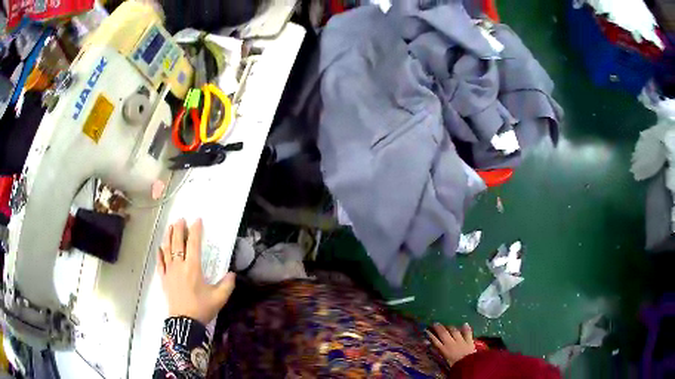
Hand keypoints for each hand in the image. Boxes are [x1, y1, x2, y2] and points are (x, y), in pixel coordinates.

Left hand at [157, 218, 235, 324]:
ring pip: (167, 249)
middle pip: (178, 243)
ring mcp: (169, 271)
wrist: (184, 322)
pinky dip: (159, 253)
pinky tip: (159, 247)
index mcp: (193, 268)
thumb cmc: (202, 308)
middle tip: (180, 219)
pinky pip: (160, 263)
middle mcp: (179, 266)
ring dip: (169, 236)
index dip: (195, 231)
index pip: (194, 244)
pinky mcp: (163, 279)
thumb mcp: (219, 298)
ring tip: (170, 226)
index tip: (197, 220)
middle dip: (179, 229)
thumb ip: (227, 284)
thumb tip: (232, 273)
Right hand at [426, 323, 476, 366]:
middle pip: (444, 334)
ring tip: (448, 324)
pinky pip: (467, 333)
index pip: (435, 341)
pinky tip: (465, 324)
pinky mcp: (469, 341)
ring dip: (450, 327)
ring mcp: (460, 341)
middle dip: (439, 328)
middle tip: (435, 323)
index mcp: (443, 350)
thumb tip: (434, 348)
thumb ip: (440, 354)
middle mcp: (451, 343)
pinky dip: (466, 328)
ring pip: (454, 331)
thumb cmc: (454, 366)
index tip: (427, 330)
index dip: (431, 335)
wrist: (467, 365)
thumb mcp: (445, 361)